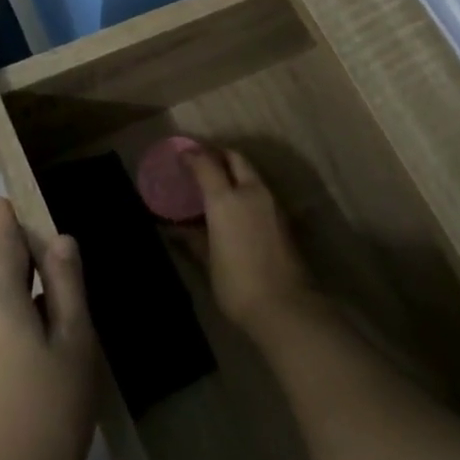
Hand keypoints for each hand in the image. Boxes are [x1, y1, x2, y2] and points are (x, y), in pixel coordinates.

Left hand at [0, 199, 99, 459]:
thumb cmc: (54, 410)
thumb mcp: (75, 342)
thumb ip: (66, 286)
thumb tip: (60, 240)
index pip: (2, 247)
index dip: (6, 221)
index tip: (3, 198)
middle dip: (26, 273)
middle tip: (65, 290)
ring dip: (21, 308)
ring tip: (58, 337)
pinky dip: (10, 333)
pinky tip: (36, 365)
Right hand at [181, 146, 319, 337]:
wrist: (285, 305)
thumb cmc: (237, 284)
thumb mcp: (208, 261)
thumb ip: (193, 238)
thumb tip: (174, 228)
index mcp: (226, 199)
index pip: (207, 164)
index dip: (192, 155)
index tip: (181, 154)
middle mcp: (251, 192)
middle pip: (235, 158)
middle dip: (218, 154)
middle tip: (202, 160)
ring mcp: (272, 203)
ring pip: (252, 173)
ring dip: (235, 170)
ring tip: (217, 181)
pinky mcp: (284, 217)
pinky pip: (261, 190)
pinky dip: (246, 187)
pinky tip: (237, 203)